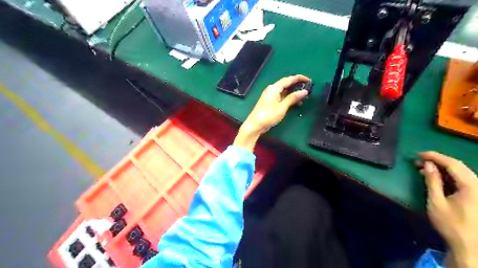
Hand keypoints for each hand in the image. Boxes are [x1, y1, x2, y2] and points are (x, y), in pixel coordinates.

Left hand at [235, 74, 309, 150]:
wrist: (255, 125)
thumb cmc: (268, 115)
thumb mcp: (282, 107)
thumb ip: (293, 98)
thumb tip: (304, 91)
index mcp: (274, 88)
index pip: (288, 79)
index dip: (299, 78)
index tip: (309, 79)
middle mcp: (271, 89)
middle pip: (286, 84)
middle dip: (297, 85)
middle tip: (307, 88)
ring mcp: (270, 95)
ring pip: (284, 91)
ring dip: (293, 93)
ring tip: (303, 97)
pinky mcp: (269, 101)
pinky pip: (281, 96)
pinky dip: (288, 98)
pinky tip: (294, 103)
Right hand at [417, 152, 477, 265]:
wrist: (471, 247)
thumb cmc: (451, 224)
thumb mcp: (437, 202)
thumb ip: (432, 181)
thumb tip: (428, 164)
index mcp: (472, 186)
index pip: (453, 164)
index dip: (435, 156)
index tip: (419, 154)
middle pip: (458, 167)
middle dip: (437, 161)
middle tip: (419, 161)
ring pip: (461, 173)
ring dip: (442, 169)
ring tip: (424, 168)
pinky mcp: (477, 196)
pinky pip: (463, 180)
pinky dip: (448, 176)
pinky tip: (436, 178)